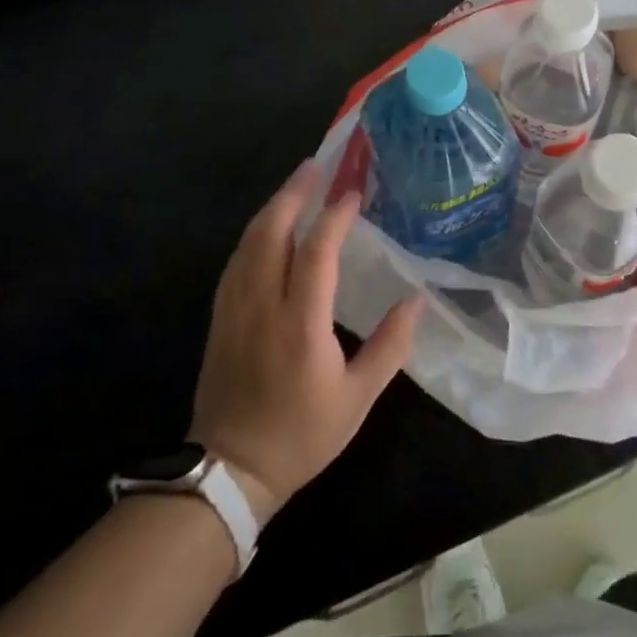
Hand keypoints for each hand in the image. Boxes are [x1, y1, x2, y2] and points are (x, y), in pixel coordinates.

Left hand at [190, 162, 422, 519]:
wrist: (229, 471)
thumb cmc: (301, 435)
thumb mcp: (357, 399)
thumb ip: (389, 347)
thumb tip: (415, 301)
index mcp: (300, 324)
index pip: (316, 253)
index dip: (335, 218)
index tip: (353, 193)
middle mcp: (262, 305)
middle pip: (271, 232)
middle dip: (293, 194)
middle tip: (315, 166)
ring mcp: (234, 309)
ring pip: (249, 242)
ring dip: (273, 207)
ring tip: (296, 185)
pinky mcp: (220, 317)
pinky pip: (236, 260)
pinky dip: (255, 233)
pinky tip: (268, 226)